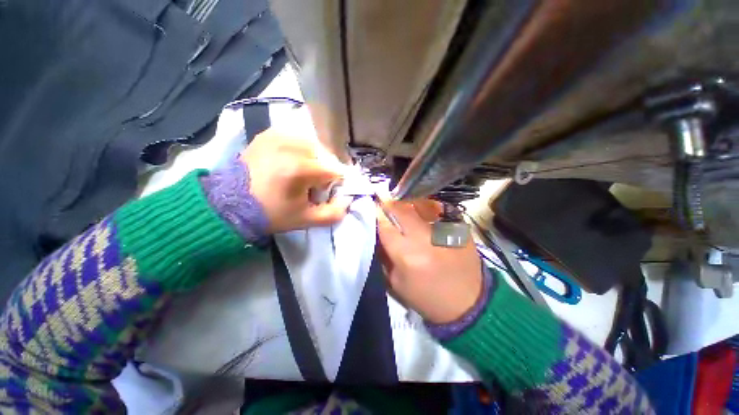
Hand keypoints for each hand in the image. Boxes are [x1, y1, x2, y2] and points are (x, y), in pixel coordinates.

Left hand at [240, 129, 351, 233]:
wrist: (229, 204)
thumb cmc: (271, 213)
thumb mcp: (306, 220)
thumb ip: (334, 213)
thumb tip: (347, 200)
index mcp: (301, 169)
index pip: (335, 170)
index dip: (334, 183)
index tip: (324, 192)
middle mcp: (291, 146)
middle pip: (326, 155)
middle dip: (325, 170)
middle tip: (311, 184)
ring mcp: (279, 136)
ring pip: (313, 145)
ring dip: (314, 159)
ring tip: (301, 173)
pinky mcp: (269, 134)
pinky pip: (297, 138)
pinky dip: (300, 149)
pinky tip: (290, 162)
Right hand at [377, 200, 482, 323]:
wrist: (468, 303)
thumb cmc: (427, 296)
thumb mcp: (396, 283)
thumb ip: (384, 256)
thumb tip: (378, 232)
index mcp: (407, 256)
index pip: (386, 227)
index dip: (378, 214)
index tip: (374, 207)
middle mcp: (425, 239)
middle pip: (403, 211)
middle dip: (391, 204)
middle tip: (386, 202)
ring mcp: (445, 231)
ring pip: (420, 205)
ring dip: (408, 204)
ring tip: (405, 208)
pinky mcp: (459, 228)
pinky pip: (438, 210)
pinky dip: (427, 208)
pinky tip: (424, 214)